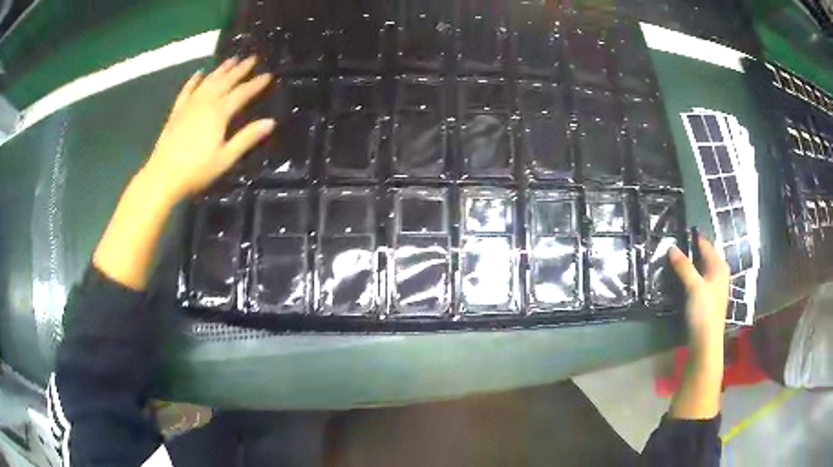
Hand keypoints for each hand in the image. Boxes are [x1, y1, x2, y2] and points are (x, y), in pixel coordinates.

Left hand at [142, 56, 274, 202]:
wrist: (163, 176)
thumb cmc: (196, 170)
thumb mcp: (225, 158)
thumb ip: (247, 138)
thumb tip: (270, 122)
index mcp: (219, 113)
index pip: (242, 93)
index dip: (256, 84)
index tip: (268, 75)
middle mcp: (205, 103)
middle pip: (225, 81)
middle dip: (240, 69)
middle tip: (252, 58)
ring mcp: (189, 105)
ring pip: (208, 81)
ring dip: (221, 69)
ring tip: (231, 59)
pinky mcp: (177, 111)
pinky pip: (187, 90)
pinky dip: (194, 80)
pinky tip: (199, 73)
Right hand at [669, 237, 729, 348]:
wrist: (706, 342)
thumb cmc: (704, 312)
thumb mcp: (694, 286)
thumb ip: (684, 266)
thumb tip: (671, 247)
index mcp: (719, 267)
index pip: (706, 245)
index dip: (694, 237)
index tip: (678, 231)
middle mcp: (718, 274)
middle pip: (704, 257)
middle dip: (690, 251)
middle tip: (672, 245)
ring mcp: (713, 288)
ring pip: (700, 269)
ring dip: (689, 265)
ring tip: (672, 260)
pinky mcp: (706, 300)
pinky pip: (697, 281)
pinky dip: (689, 277)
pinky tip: (679, 280)